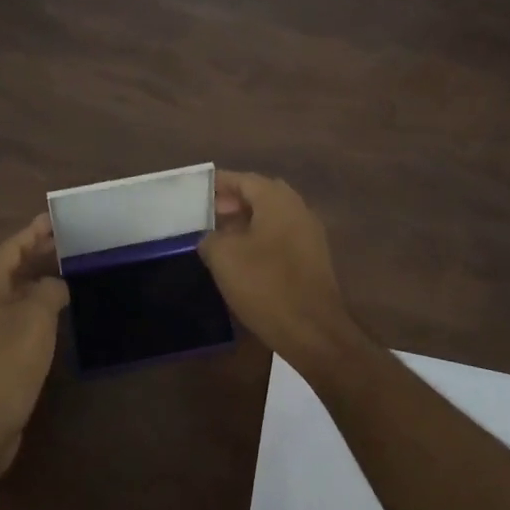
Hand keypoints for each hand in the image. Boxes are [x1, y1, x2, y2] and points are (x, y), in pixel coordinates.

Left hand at [0, 214, 68, 471]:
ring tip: (63, 275)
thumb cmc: (7, 361)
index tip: (53, 220)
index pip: (7, 250)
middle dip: (33, 256)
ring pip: (9, 297)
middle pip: (5, 271)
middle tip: (64, 244)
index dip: (30, 233)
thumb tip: (54, 285)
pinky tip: (52, 316)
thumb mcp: (35, 316)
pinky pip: (11, 320)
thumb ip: (47, 290)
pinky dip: (32, 309)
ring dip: (33, 283)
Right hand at [200, 172, 363, 370]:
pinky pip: (281, 237)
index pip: (244, 179)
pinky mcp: (312, 258)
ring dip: (246, 221)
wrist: (313, 331)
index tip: (195, 191)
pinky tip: (242, 259)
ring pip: (272, 217)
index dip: (218, 183)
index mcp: (278, 200)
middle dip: (233, 201)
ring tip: (219, 237)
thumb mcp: (224, 257)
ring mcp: (309, 234)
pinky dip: (260, 239)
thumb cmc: (266, 285)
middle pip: (260, 195)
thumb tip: (211, 237)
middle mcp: (298, 209)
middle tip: (206, 215)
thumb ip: (210, 238)